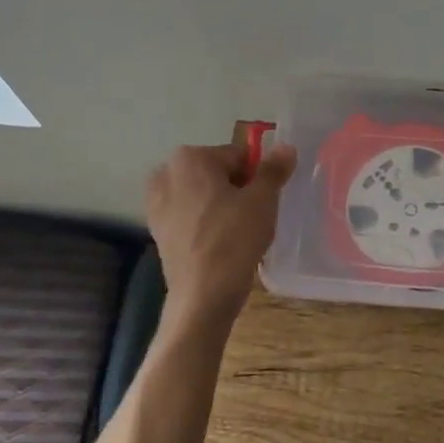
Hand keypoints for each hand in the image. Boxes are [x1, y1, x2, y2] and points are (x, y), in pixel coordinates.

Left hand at [146, 127, 298, 321]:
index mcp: (190, 157)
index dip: (258, 176)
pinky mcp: (157, 229)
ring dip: (221, 206)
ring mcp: (157, 202)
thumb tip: (286, 147)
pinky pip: (190, 216)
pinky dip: (205, 223)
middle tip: (254, 217)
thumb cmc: (234, 239)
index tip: (265, 201)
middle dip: (237, 190)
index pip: (238, 156)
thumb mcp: (262, 200)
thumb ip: (273, 169)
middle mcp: (167, 172)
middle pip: (217, 173)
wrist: (202, 295)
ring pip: (203, 195)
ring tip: (238, 234)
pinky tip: (219, 244)